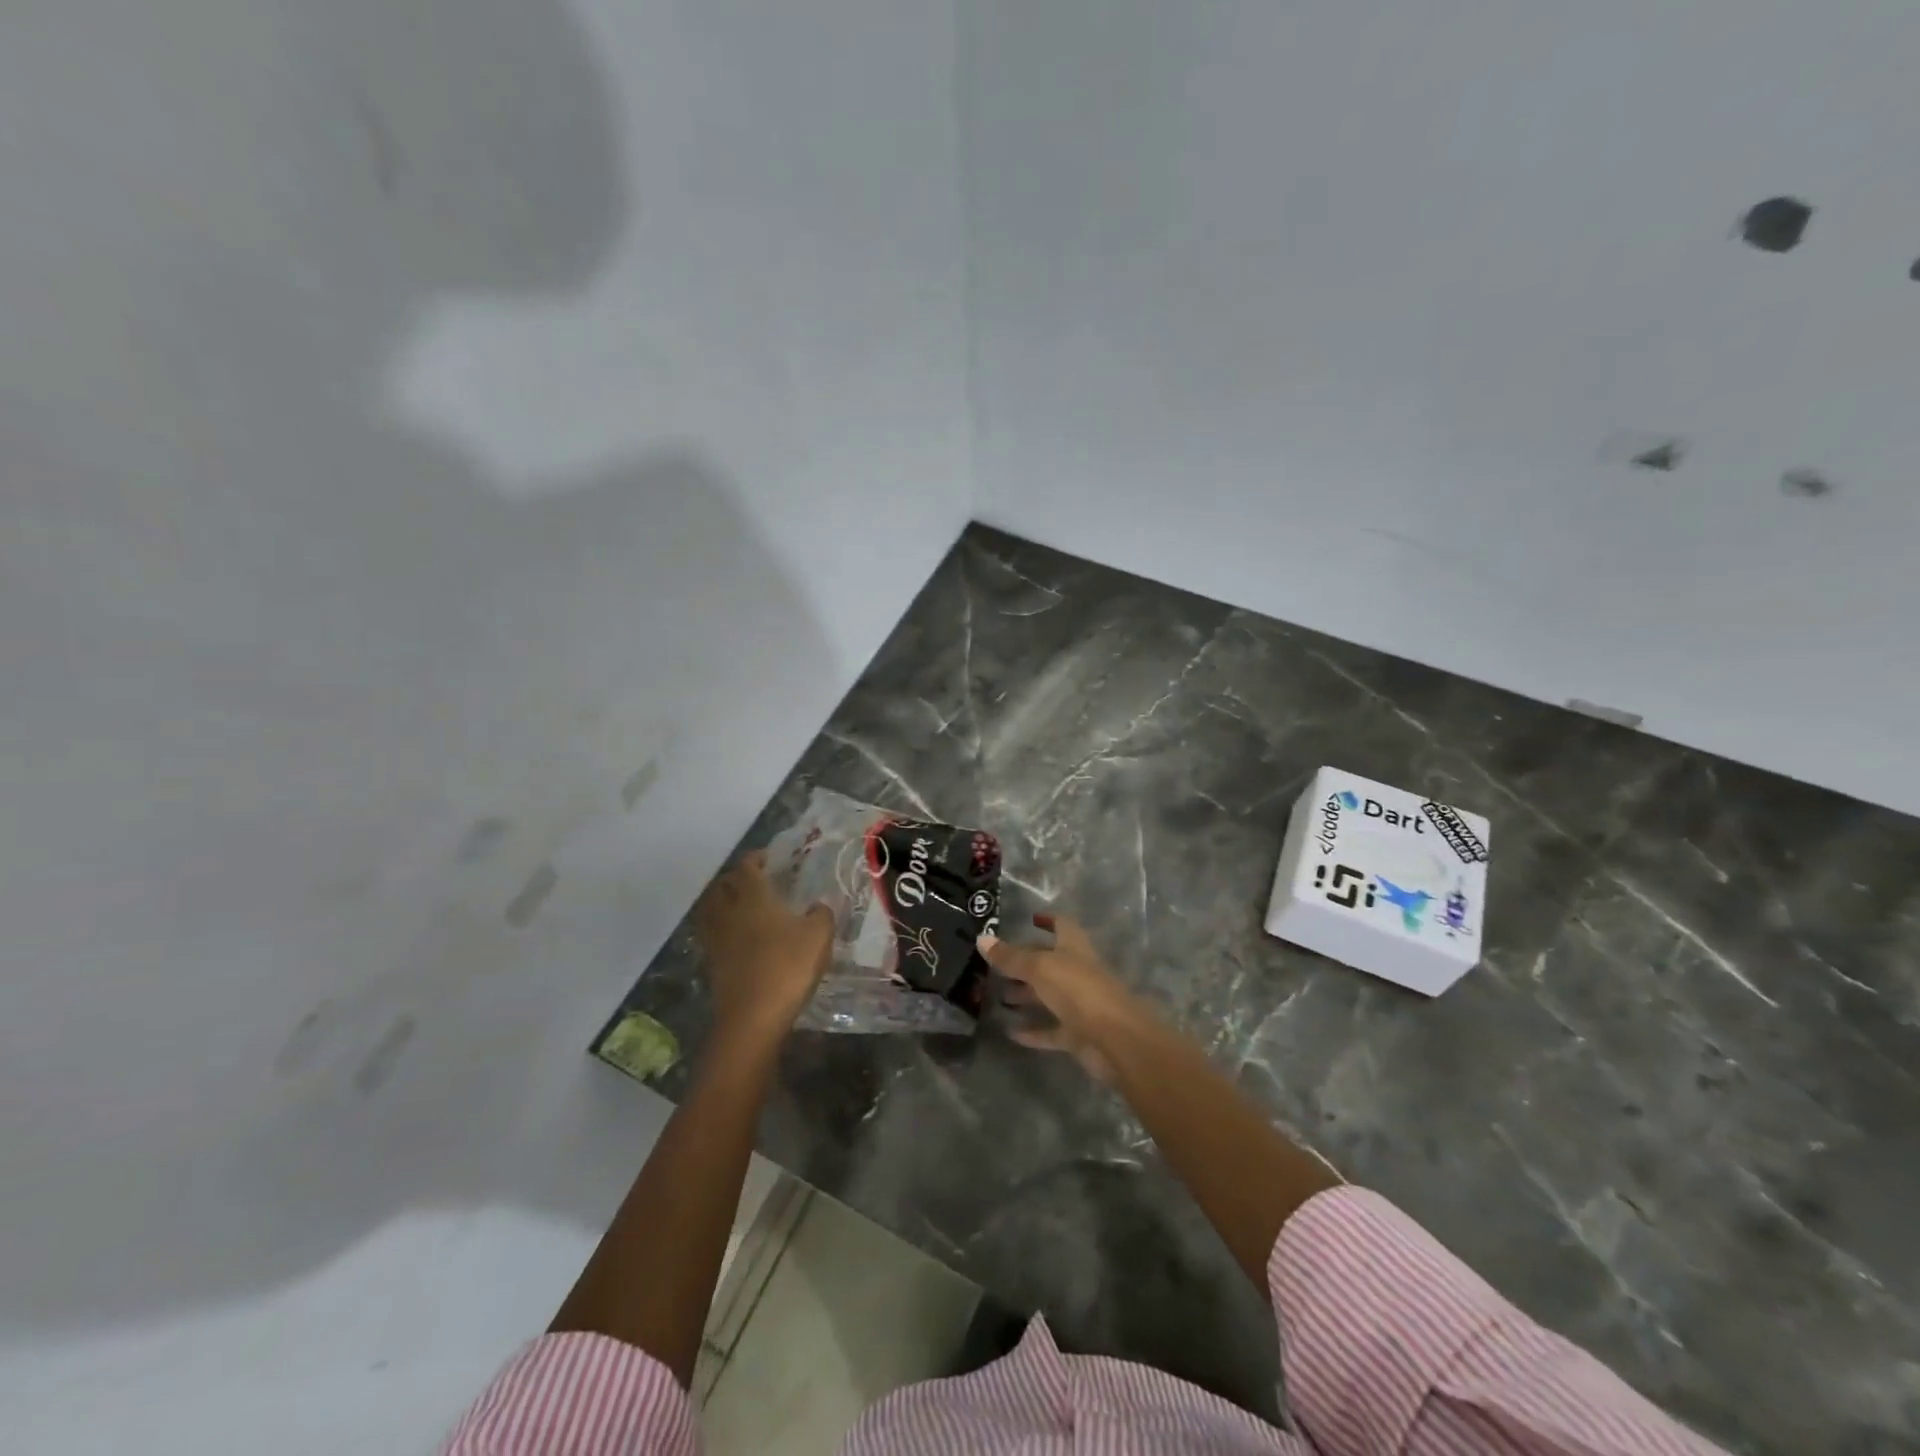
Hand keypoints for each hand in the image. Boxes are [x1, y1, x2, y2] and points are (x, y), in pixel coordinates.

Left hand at [693, 851, 833, 1047]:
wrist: (753, 1017)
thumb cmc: (787, 967)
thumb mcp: (819, 936)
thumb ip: (821, 914)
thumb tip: (817, 906)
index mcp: (753, 897)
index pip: (746, 867)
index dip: (755, 858)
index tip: (768, 859)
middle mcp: (729, 912)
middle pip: (722, 886)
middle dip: (736, 879)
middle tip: (755, 881)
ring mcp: (717, 939)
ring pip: (711, 910)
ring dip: (722, 902)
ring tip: (741, 907)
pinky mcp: (712, 964)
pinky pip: (713, 935)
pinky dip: (722, 929)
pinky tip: (739, 938)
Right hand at [980, 914, 1139, 1081]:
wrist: (1116, 1040)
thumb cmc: (1079, 991)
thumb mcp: (1039, 968)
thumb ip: (1011, 957)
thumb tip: (982, 938)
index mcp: (1074, 948)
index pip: (1062, 925)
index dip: (1048, 919)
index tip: (1029, 918)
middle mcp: (1078, 972)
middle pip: (1049, 962)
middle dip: (1025, 962)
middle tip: (995, 966)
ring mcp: (1079, 1004)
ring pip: (1048, 996)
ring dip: (1026, 996)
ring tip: (996, 997)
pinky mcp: (1078, 1034)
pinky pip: (1051, 1030)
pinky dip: (1033, 1031)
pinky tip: (1010, 1032)